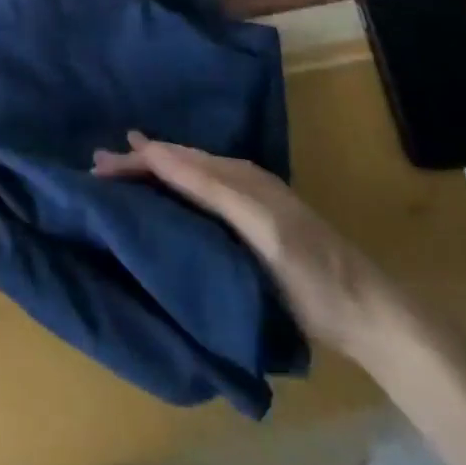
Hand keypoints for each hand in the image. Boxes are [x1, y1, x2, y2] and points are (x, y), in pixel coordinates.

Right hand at [92, 132, 395, 361]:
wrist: (368, 314)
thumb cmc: (310, 272)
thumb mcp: (258, 225)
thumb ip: (208, 186)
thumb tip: (153, 150)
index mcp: (236, 175)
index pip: (173, 158)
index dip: (136, 159)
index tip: (97, 167)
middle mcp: (237, 178)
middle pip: (177, 162)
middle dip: (138, 162)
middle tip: (97, 167)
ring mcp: (245, 201)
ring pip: (185, 176)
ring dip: (151, 175)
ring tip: (119, 175)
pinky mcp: (248, 224)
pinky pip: (197, 195)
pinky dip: (171, 190)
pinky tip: (160, 199)